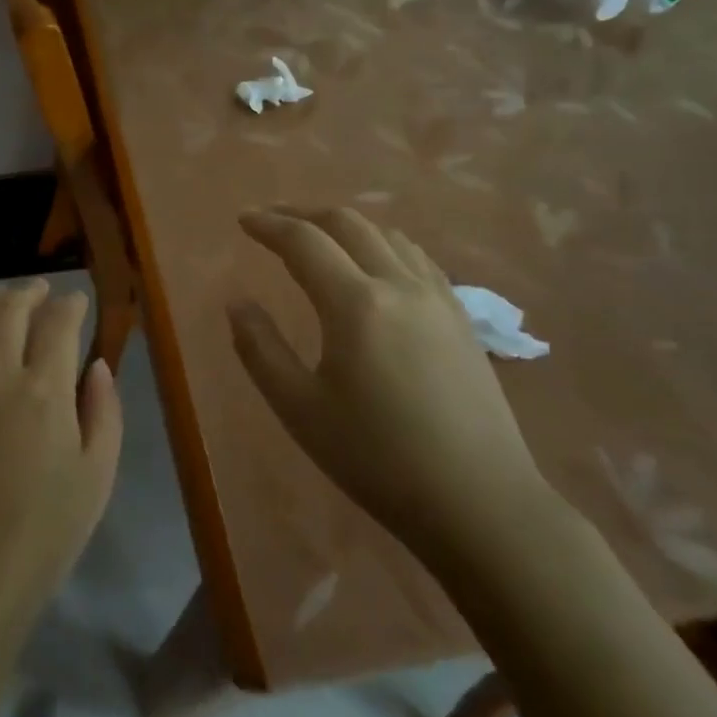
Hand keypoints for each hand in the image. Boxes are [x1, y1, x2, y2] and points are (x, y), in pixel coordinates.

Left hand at [0, 281, 123, 633]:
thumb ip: (103, 410)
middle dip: (31, 293)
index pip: (58, 323)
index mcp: (44, 389)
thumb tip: (97, 365)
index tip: (79, 301)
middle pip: (11, 310)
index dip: (71, 305)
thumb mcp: (97, 474)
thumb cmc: (45, 531)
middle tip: (43, 290)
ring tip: (7, 302)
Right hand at [228, 209, 550, 557]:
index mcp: (355, 304)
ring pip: (387, 235)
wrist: (479, 503)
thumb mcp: (300, 409)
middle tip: (273, 220)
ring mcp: (438, 298)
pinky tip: (376, 265)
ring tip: (319, 237)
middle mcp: (399, 285)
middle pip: (348, 223)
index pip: (304, 242)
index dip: (269, 225)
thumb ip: (260, 349)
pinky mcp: (462, 318)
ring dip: (346, 225)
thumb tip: (237, 303)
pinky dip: (383, 244)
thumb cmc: (377, 458)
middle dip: (304, 213)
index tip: (243, 219)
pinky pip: (417, 258)